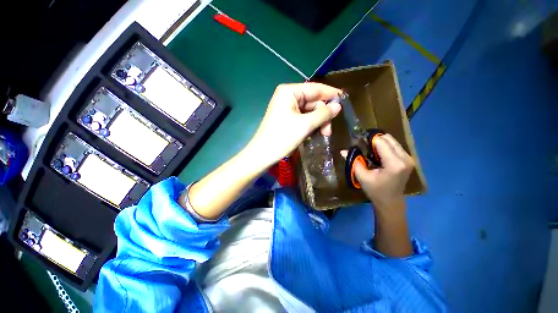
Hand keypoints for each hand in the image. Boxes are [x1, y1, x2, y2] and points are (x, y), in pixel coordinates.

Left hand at [248, 83, 341, 165]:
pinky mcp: (286, 118)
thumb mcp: (306, 125)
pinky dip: (310, 125)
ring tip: (323, 134)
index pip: (316, 88)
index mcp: (290, 92)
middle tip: (328, 131)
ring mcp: (286, 107)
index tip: (345, 100)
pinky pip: (302, 118)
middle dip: (323, 115)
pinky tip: (313, 134)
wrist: (263, 154)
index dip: (331, 94)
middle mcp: (287, 96)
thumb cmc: (283, 137)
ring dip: (317, 122)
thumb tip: (338, 106)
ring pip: (309, 111)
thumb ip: (323, 113)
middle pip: (312, 101)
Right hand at [342, 134, 414, 213]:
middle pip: (388, 138)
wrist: (390, 202)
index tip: (357, 142)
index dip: (368, 140)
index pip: (380, 142)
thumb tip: (343, 151)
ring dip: (379, 142)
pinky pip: (395, 146)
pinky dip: (385, 146)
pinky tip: (377, 154)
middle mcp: (405, 158)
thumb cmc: (375, 190)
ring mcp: (409, 158)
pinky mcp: (408, 159)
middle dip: (374, 139)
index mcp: (394, 163)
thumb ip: (354, 161)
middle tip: (362, 145)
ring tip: (369, 150)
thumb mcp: (362, 176)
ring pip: (392, 141)